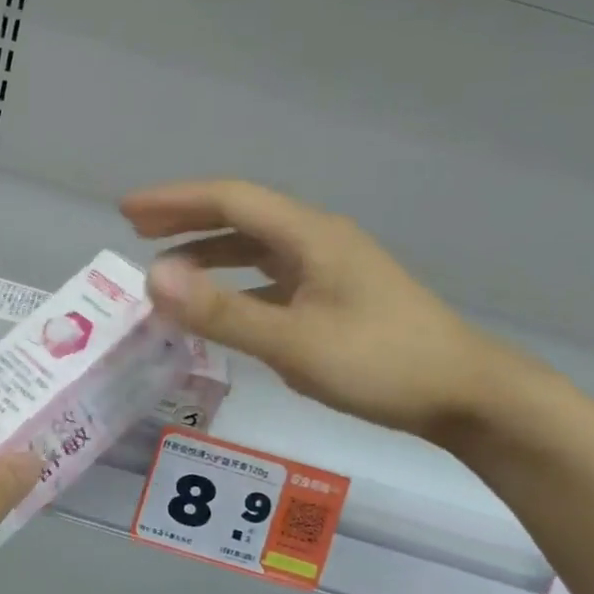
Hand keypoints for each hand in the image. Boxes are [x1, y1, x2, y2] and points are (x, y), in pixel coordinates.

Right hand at [121, 179, 527, 444]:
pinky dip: (235, 285)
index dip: (174, 201)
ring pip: (256, 249)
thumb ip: (222, 312)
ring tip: (167, 268)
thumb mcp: (293, 342)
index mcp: (310, 236)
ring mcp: (329, 270)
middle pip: (242, 216)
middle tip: (136, 228)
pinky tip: (220, 308)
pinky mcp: (335, 298)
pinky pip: (271, 279)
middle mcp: (318, 241)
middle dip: (186, 219)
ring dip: (209, 253)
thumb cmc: (382, 363)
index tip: (126, 211)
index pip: (230, 200)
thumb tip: (154, 278)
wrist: (467, 393)